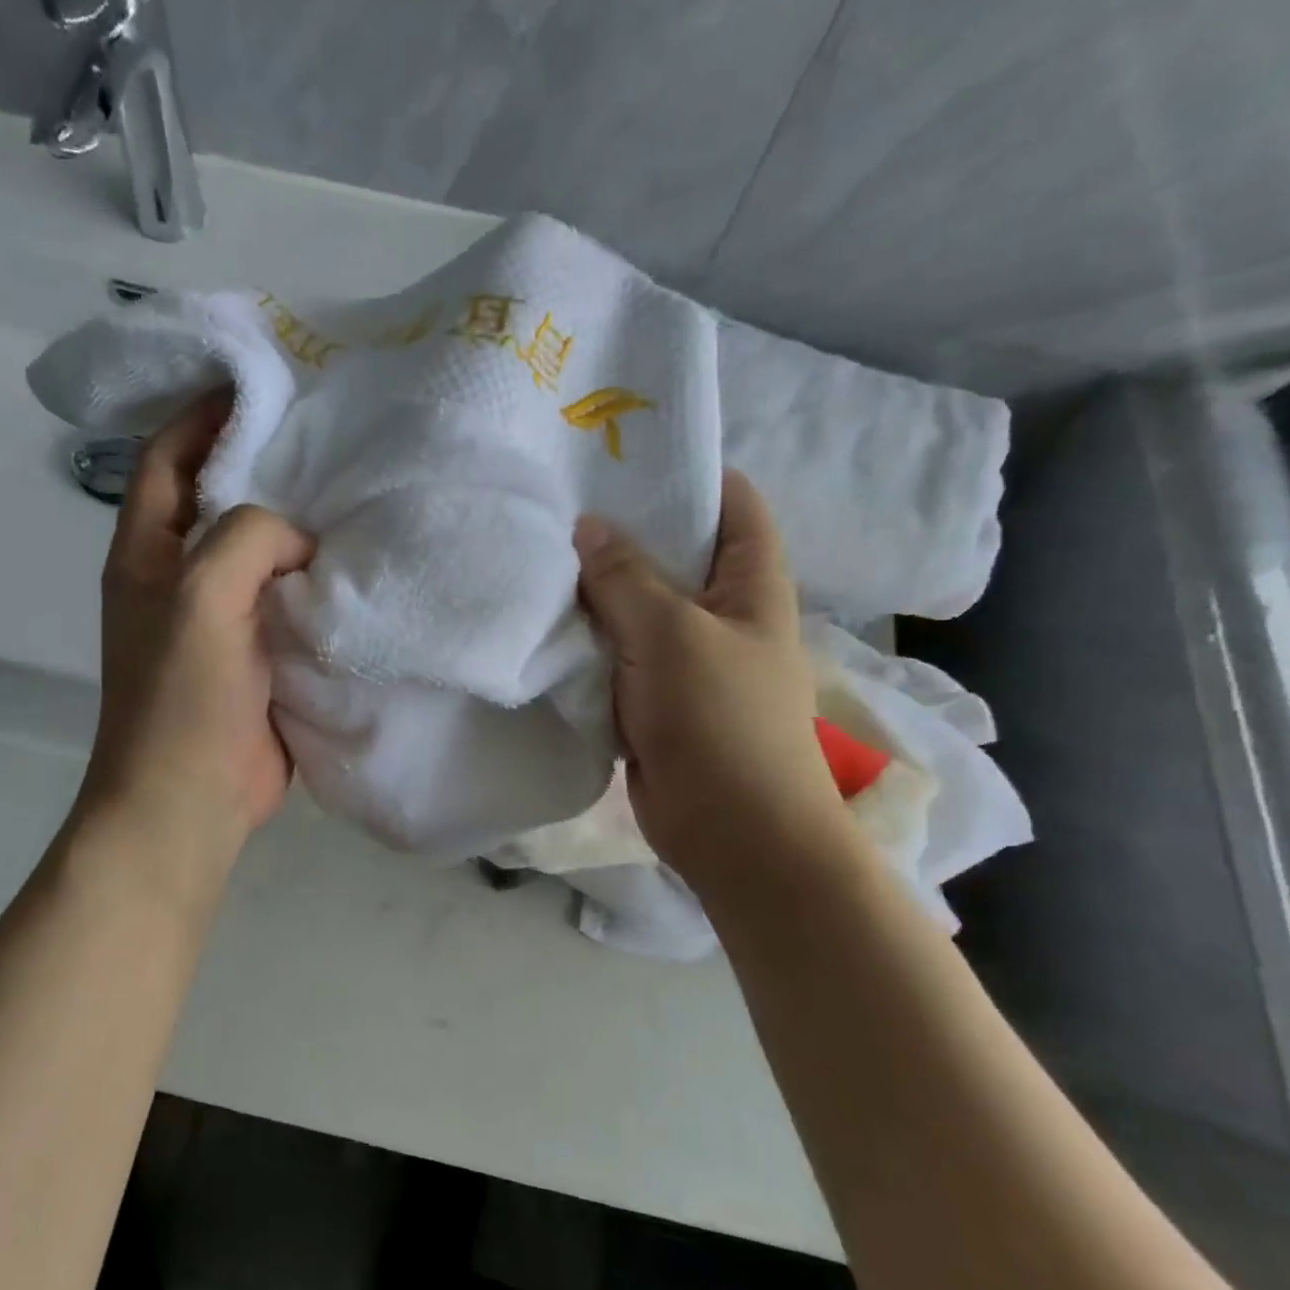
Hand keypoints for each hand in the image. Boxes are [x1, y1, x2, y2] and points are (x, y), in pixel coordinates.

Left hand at [76, 393, 315, 879]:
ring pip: (263, 554)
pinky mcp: (260, 657)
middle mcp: (180, 578)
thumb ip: (248, 538)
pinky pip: (291, 603)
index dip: (206, 413)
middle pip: (223, 500)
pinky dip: (319, 583)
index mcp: (147, 553)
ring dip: (301, 528)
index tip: (265, 382)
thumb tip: (301, 540)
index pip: (168, 457)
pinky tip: (363, 565)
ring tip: (359, 491)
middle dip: (269, 466)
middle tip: (334, 435)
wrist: (190, 801)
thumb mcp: (202, 595)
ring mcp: (222, 621)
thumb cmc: (182, 698)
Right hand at [575, 471, 848, 896]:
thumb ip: (626, 578)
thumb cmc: (719, 719)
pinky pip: (615, 653)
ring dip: (595, 590)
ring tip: (538, 555)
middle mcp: (720, 613)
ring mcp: (683, 658)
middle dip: (622, 531)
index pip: (731, 503)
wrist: (729, 830)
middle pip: (673, 554)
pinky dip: (586, 639)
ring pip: (635, 607)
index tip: (622, 459)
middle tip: (558, 506)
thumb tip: (587, 527)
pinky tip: (542, 619)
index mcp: (751, 584)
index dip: (686, 473)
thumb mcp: (671, 634)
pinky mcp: (650, 696)